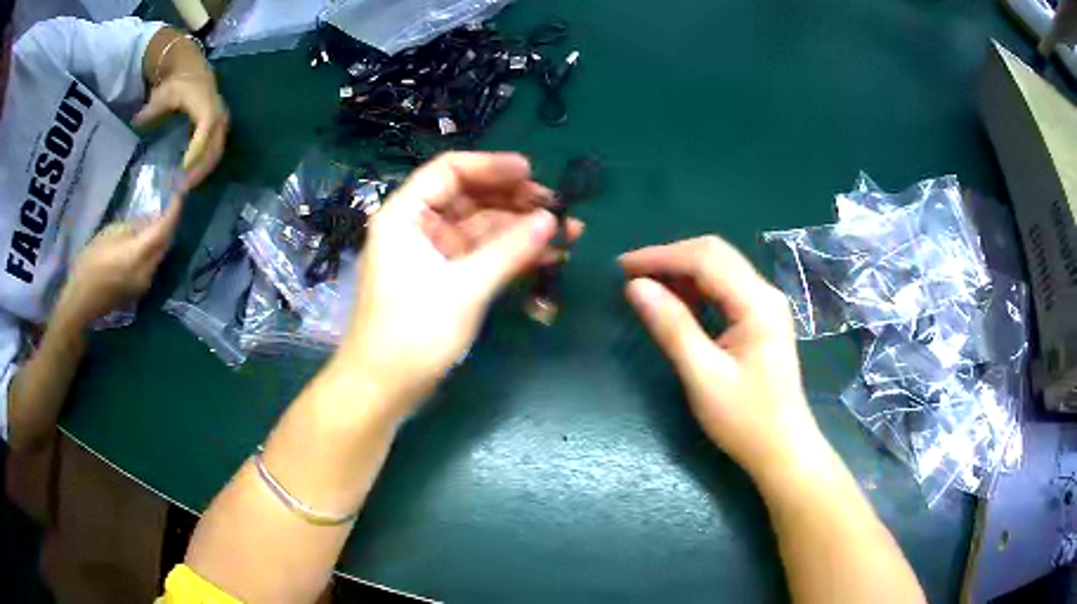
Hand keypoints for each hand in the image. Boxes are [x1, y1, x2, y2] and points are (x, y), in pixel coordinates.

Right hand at [56, 197, 183, 327]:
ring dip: (162, 237)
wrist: (81, 302)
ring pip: (160, 255)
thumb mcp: (110, 234)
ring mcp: (145, 285)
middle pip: (165, 244)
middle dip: (170, 223)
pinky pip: (153, 265)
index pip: (163, 230)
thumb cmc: (90, 264)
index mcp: (139, 255)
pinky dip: (154, 250)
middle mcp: (147, 272)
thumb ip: (133, 227)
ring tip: (160, 219)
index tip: (180, 194)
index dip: (173, 211)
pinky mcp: (140, 291)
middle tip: (171, 205)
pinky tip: (149, 240)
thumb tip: (149, 221)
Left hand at [133, 72, 228, 190]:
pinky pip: (215, 151)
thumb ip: (150, 111)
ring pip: (217, 152)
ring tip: (186, 186)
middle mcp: (219, 114)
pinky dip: (204, 165)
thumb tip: (136, 124)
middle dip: (200, 169)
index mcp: (206, 104)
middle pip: (215, 146)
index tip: (183, 170)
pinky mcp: (220, 129)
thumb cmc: (175, 83)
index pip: (206, 128)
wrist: (190, 68)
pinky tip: (190, 176)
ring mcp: (222, 122)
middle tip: (183, 189)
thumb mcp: (162, 94)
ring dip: (203, 171)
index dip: (197, 150)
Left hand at [330, 152, 582, 413]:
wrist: (385, 387)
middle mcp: (418, 226)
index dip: (492, 166)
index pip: (450, 171)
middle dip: (515, 201)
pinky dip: (512, 255)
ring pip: (482, 228)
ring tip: (567, 234)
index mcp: (406, 215)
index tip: (533, 173)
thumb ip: (508, 250)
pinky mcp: (446, 278)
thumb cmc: (412, 332)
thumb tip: (551, 221)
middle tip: (559, 209)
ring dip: (521, 229)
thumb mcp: (463, 288)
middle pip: (471, 197)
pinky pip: (483, 255)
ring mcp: (433, 253)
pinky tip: (547, 257)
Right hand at [619, 236, 822, 481]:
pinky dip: (696, 288)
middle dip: (670, 258)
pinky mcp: (761, 319)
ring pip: (720, 268)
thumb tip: (635, 287)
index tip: (622, 266)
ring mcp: (766, 305)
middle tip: (631, 274)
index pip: (705, 259)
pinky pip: (725, 288)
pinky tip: (677, 302)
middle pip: (714, 254)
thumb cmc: (745, 420)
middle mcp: (765, 294)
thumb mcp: (703, 376)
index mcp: (757, 303)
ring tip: (647, 287)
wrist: (783, 449)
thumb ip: (671, 327)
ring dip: (682, 271)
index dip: (661, 256)